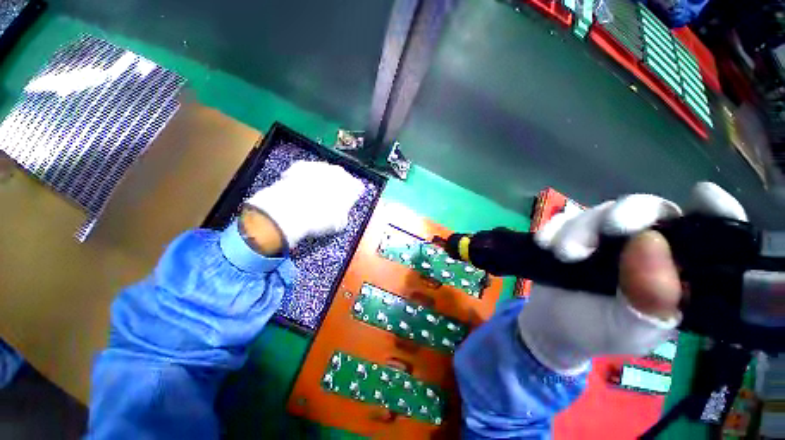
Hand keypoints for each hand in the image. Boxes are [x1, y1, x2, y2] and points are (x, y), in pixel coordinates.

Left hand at [243, 161, 364, 247]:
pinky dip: (304, 179)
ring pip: (324, 174)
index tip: (347, 204)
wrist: (291, 211)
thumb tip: (340, 215)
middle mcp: (339, 173)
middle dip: (336, 188)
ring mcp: (320, 166)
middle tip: (329, 202)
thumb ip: (344, 215)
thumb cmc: (320, 219)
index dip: (352, 197)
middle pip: (341, 179)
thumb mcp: (339, 224)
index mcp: (352, 186)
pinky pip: (307, 172)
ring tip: (313, 198)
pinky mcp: (301, 165)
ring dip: (320, 183)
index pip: (358, 189)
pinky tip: (300, 191)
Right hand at [518, 182, 746, 373]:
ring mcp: (605, 238)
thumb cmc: (595, 333)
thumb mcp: (627, 330)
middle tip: (607, 230)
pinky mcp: (571, 234)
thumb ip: (647, 298)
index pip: (708, 233)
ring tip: (563, 255)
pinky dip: (554, 227)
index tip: (703, 196)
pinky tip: (545, 245)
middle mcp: (646, 247)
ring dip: (578, 229)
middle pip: (648, 209)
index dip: (713, 211)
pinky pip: (564, 217)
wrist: (549, 325)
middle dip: (624, 215)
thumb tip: (650, 242)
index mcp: (676, 271)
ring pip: (600, 210)